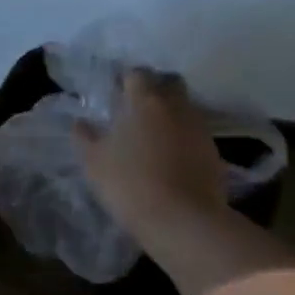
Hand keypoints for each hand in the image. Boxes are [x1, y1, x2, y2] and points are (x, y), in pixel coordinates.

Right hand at [74, 70, 294, 294]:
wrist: (183, 221)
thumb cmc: (130, 183)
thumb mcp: (94, 161)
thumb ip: (85, 136)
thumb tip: (80, 122)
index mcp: (145, 101)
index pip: (137, 73)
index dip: (124, 79)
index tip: (113, 91)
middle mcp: (176, 106)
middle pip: (169, 83)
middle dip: (155, 88)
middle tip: (136, 106)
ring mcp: (199, 128)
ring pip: (185, 108)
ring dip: (170, 114)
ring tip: (152, 134)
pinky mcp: (214, 152)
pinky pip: (195, 133)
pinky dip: (182, 137)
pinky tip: (169, 156)